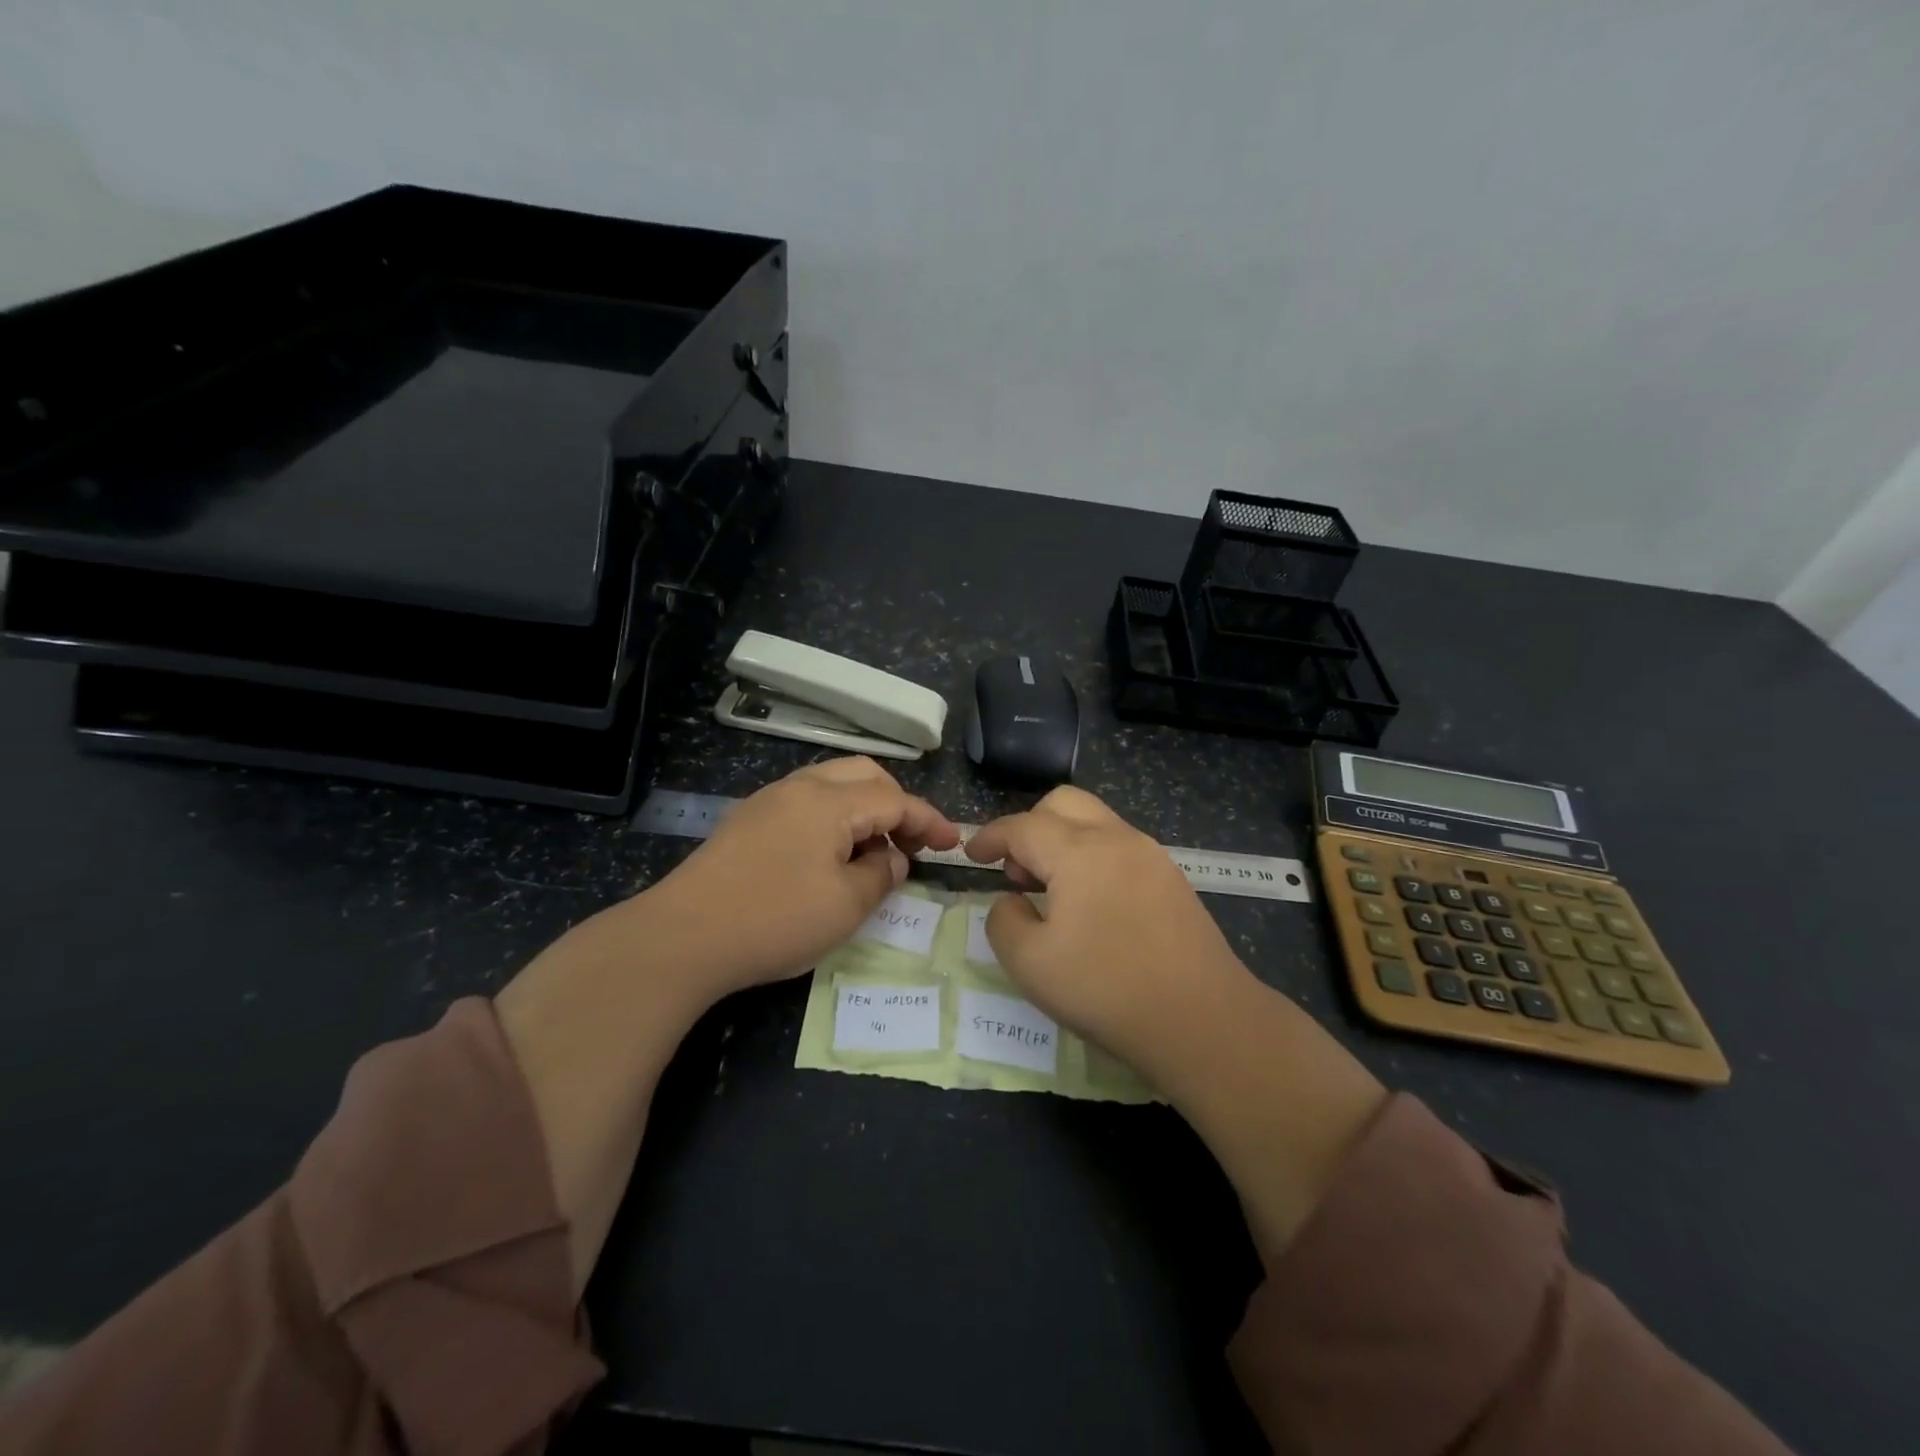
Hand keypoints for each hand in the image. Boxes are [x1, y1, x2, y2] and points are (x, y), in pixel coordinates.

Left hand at [649, 755, 960, 997]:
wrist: (682, 937)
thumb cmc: (775, 919)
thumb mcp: (845, 905)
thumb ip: (881, 874)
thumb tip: (893, 857)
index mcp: (829, 801)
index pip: (894, 799)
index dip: (929, 820)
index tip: (953, 843)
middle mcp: (800, 787)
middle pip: (864, 775)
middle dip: (897, 803)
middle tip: (910, 843)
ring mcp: (769, 801)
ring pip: (833, 785)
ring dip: (864, 809)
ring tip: (874, 852)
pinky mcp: (748, 822)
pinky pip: (806, 804)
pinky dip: (834, 819)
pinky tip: (831, 856)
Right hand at [967, 786, 1385, 1258]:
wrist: (1204, 1020)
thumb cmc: (1107, 989)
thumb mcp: (1030, 963)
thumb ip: (1004, 921)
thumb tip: (1012, 901)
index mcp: (1079, 851)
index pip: (1022, 826)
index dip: (990, 837)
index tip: (970, 855)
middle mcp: (1117, 839)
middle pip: (1064, 803)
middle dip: (1030, 826)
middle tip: (1017, 872)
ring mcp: (1151, 856)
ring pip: (1096, 822)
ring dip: (1063, 841)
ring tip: (1051, 891)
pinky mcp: (1172, 879)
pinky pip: (1120, 847)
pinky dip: (1092, 857)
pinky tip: (1091, 905)